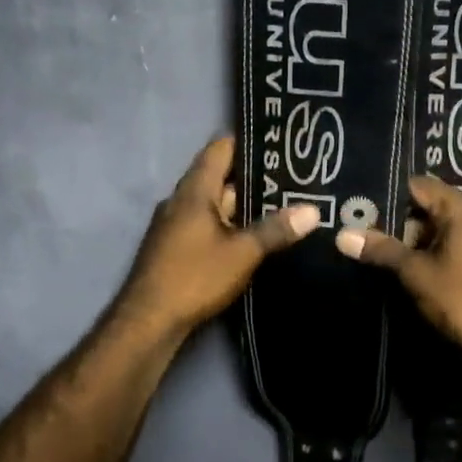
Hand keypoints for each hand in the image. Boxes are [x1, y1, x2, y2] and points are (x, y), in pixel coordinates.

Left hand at [114, 136, 320, 339]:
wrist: (148, 321)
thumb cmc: (194, 276)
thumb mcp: (242, 253)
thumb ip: (275, 229)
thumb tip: (314, 210)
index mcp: (194, 191)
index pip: (220, 149)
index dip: (247, 141)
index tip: (278, 140)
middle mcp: (181, 200)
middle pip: (219, 176)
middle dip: (254, 176)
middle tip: (293, 175)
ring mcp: (175, 224)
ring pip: (214, 203)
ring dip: (243, 203)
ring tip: (283, 202)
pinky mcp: (175, 247)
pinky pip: (207, 223)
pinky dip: (230, 223)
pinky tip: (254, 234)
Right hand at [334, 174, 461, 363]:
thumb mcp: (417, 274)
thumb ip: (383, 250)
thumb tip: (343, 235)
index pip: (422, 186)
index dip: (392, 195)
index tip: (366, 208)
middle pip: (436, 207)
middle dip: (406, 222)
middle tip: (373, 236)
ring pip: (451, 229)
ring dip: (425, 241)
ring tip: (394, 256)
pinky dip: (444, 252)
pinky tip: (426, 271)